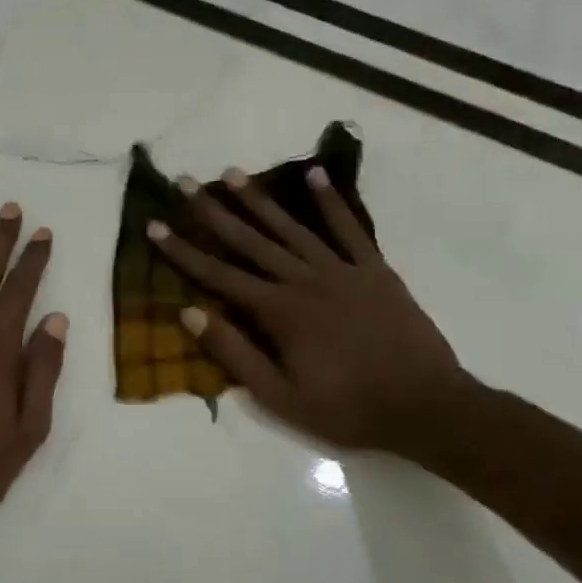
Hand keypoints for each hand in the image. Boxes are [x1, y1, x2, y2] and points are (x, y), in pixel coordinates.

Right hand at [148, 167, 466, 455]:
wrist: (426, 407)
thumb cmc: (346, 408)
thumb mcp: (279, 396)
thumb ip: (234, 353)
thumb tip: (190, 314)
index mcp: (279, 312)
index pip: (218, 275)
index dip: (183, 251)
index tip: (155, 226)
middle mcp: (305, 281)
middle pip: (250, 241)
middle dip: (213, 212)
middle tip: (186, 182)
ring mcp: (343, 271)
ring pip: (292, 227)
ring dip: (260, 199)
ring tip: (232, 173)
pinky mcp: (375, 271)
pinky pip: (350, 229)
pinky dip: (331, 201)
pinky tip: (314, 174)